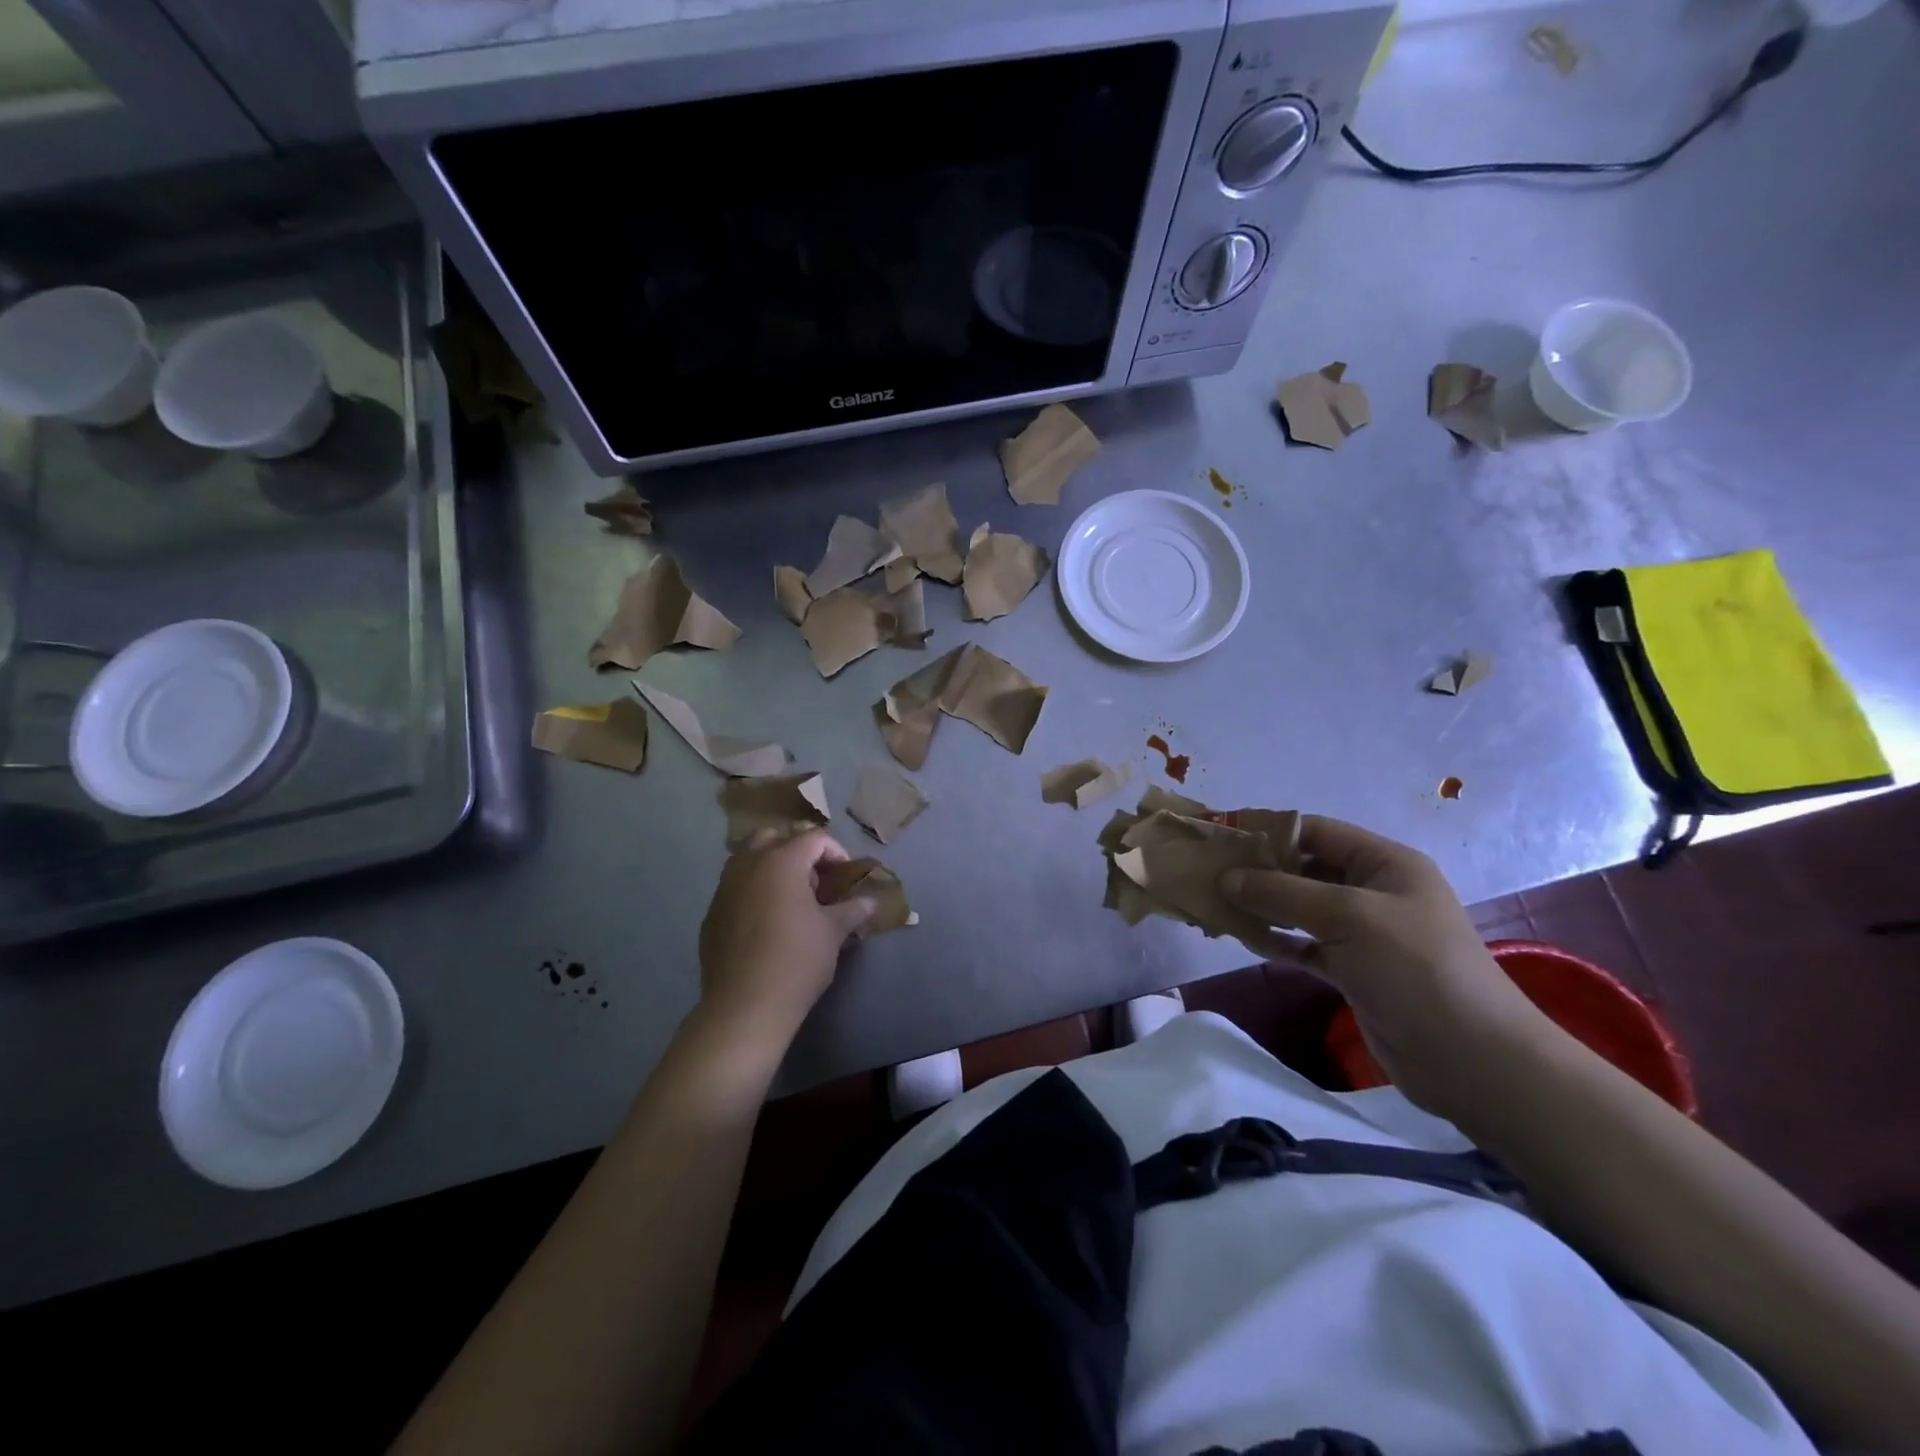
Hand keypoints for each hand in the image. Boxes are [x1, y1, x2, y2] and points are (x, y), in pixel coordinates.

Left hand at [697, 829, 872, 1054]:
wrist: (745, 1006)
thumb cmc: (797, 961)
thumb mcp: (833, 932)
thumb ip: (852, 909)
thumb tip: (870, 902)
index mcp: (781, 861)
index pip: (814, 838)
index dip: (836, 852)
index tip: (846, 877)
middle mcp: (748, 865)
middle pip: (774, 837)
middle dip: (798, 851)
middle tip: (816, 880)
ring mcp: (724, 888)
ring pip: (749, 859)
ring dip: (772, 867)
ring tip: (792, 898)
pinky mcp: (712, 913)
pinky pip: (735, 887)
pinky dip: (753, 890)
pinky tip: (767, 922)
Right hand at [1219, 816, 1555, 1114]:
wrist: (1472, 1060)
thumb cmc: (1416, 968)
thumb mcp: (1348, 916)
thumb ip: (1283, 892)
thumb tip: (1226, 877)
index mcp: (1384, 862)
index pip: (1315, 831)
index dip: (1267, 830)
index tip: (1219, 836)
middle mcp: (1373, 890)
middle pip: (1304, 868)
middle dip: (1258, 870)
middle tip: (1207, 873)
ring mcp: (1364, 933)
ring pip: (1300, 908)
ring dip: (1262, 906)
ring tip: (1215, 905)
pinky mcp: (1354, 970)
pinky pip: (1304, 944)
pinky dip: (1276, 940)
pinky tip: (1244, 939)